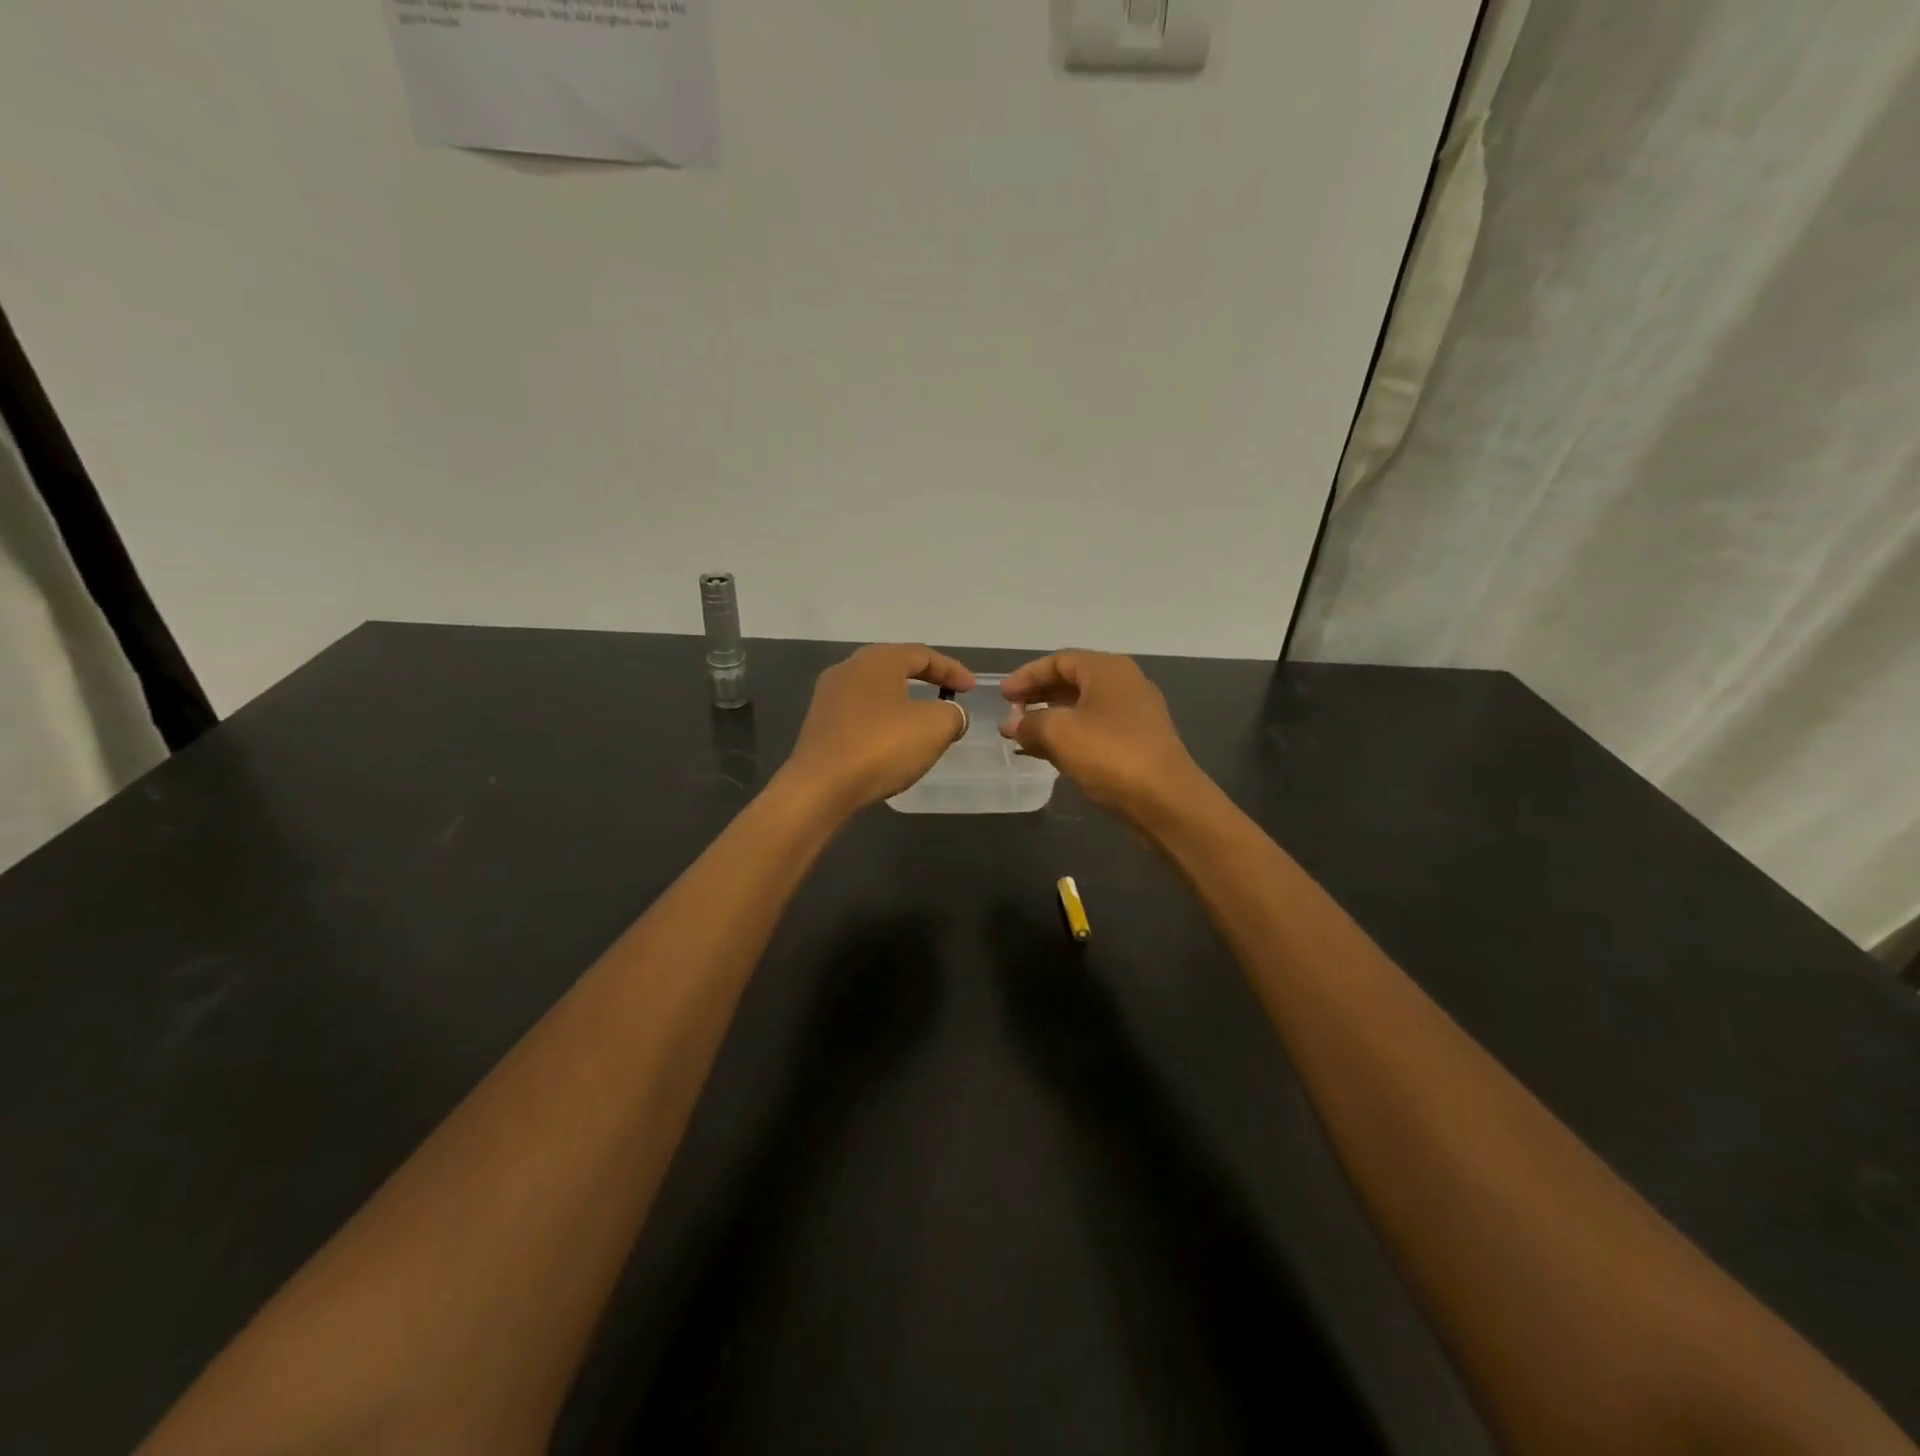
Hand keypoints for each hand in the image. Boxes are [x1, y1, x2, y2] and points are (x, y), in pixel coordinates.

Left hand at [779, 644, 974, 817]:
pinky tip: (893, 742)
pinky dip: (883, 722)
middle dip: (925, 680)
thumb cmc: (881, 747)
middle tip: (948, 697)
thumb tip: (952, 715)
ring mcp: (829, 697)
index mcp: (877, 660)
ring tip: (924, 722)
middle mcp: (848, 669)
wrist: (820, 787)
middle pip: (895, 667)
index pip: (922, 654)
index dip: (952, 670)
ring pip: (876, 692)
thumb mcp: (934, 727)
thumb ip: (952, 715)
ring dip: (903, 703)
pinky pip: (861, 715)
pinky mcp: (819, 725)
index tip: (971, 689)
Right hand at [999, 651, 1206, 819]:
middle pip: (1072, 683)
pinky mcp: (1137, 745)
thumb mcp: (1058, 732)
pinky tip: (1047, 755)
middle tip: (1010, 716)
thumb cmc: (1109, 754)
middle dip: (1037, 698)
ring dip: (1050, 721)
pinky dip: (1068, 738)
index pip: (1059, 661)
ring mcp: (1134, 716)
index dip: (1027, 676)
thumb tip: (1015, 725)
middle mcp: (1125, 685)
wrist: (1165, 801)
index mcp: (1108, 670)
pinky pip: (1094, 732)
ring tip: (1021, 737)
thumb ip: (1029, 723)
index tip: (1002, 696)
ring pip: (1082, 710)